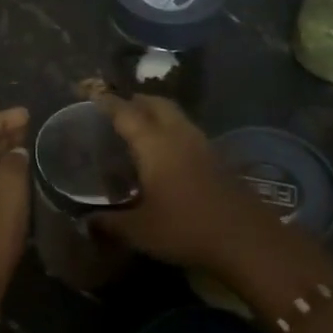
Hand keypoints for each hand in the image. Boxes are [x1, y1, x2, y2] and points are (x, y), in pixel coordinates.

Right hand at [93, 94, 281, 272]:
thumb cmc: (186, 228)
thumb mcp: (139, 231)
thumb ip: (109, 223)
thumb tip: (86, 222)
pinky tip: (166, 154)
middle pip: (156, 103)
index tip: (90, 93)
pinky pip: (188, 133)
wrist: (246, 238)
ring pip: (176, 116)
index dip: (106, 102)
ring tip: (140, 128)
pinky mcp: (218, 159)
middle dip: (136, 100)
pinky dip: (172, 132)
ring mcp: (202, 145)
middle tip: (117, 108)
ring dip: (157, 114)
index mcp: (154, 144)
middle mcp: (178, 135)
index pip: (125, 112)